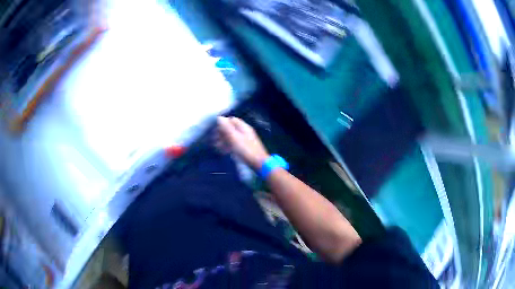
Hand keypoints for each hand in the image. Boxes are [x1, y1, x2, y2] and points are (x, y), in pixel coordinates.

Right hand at [216, 116, 269, 169]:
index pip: (231, 120)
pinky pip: (234, 145)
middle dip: (221, 133)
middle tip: (214, 139)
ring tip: (216, 146)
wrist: (258, 164)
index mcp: (244, 127)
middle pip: (231, 128)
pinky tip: (222, 151)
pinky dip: (227, 146)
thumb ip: (227, 127)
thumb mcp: (235, 138)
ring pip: (231, 137)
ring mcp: (245, 140)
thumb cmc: (246, 150)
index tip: (215, 129)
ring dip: (223, 140)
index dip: (222, 123)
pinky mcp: (244, 149)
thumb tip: (219, 117)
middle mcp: (244, 132)